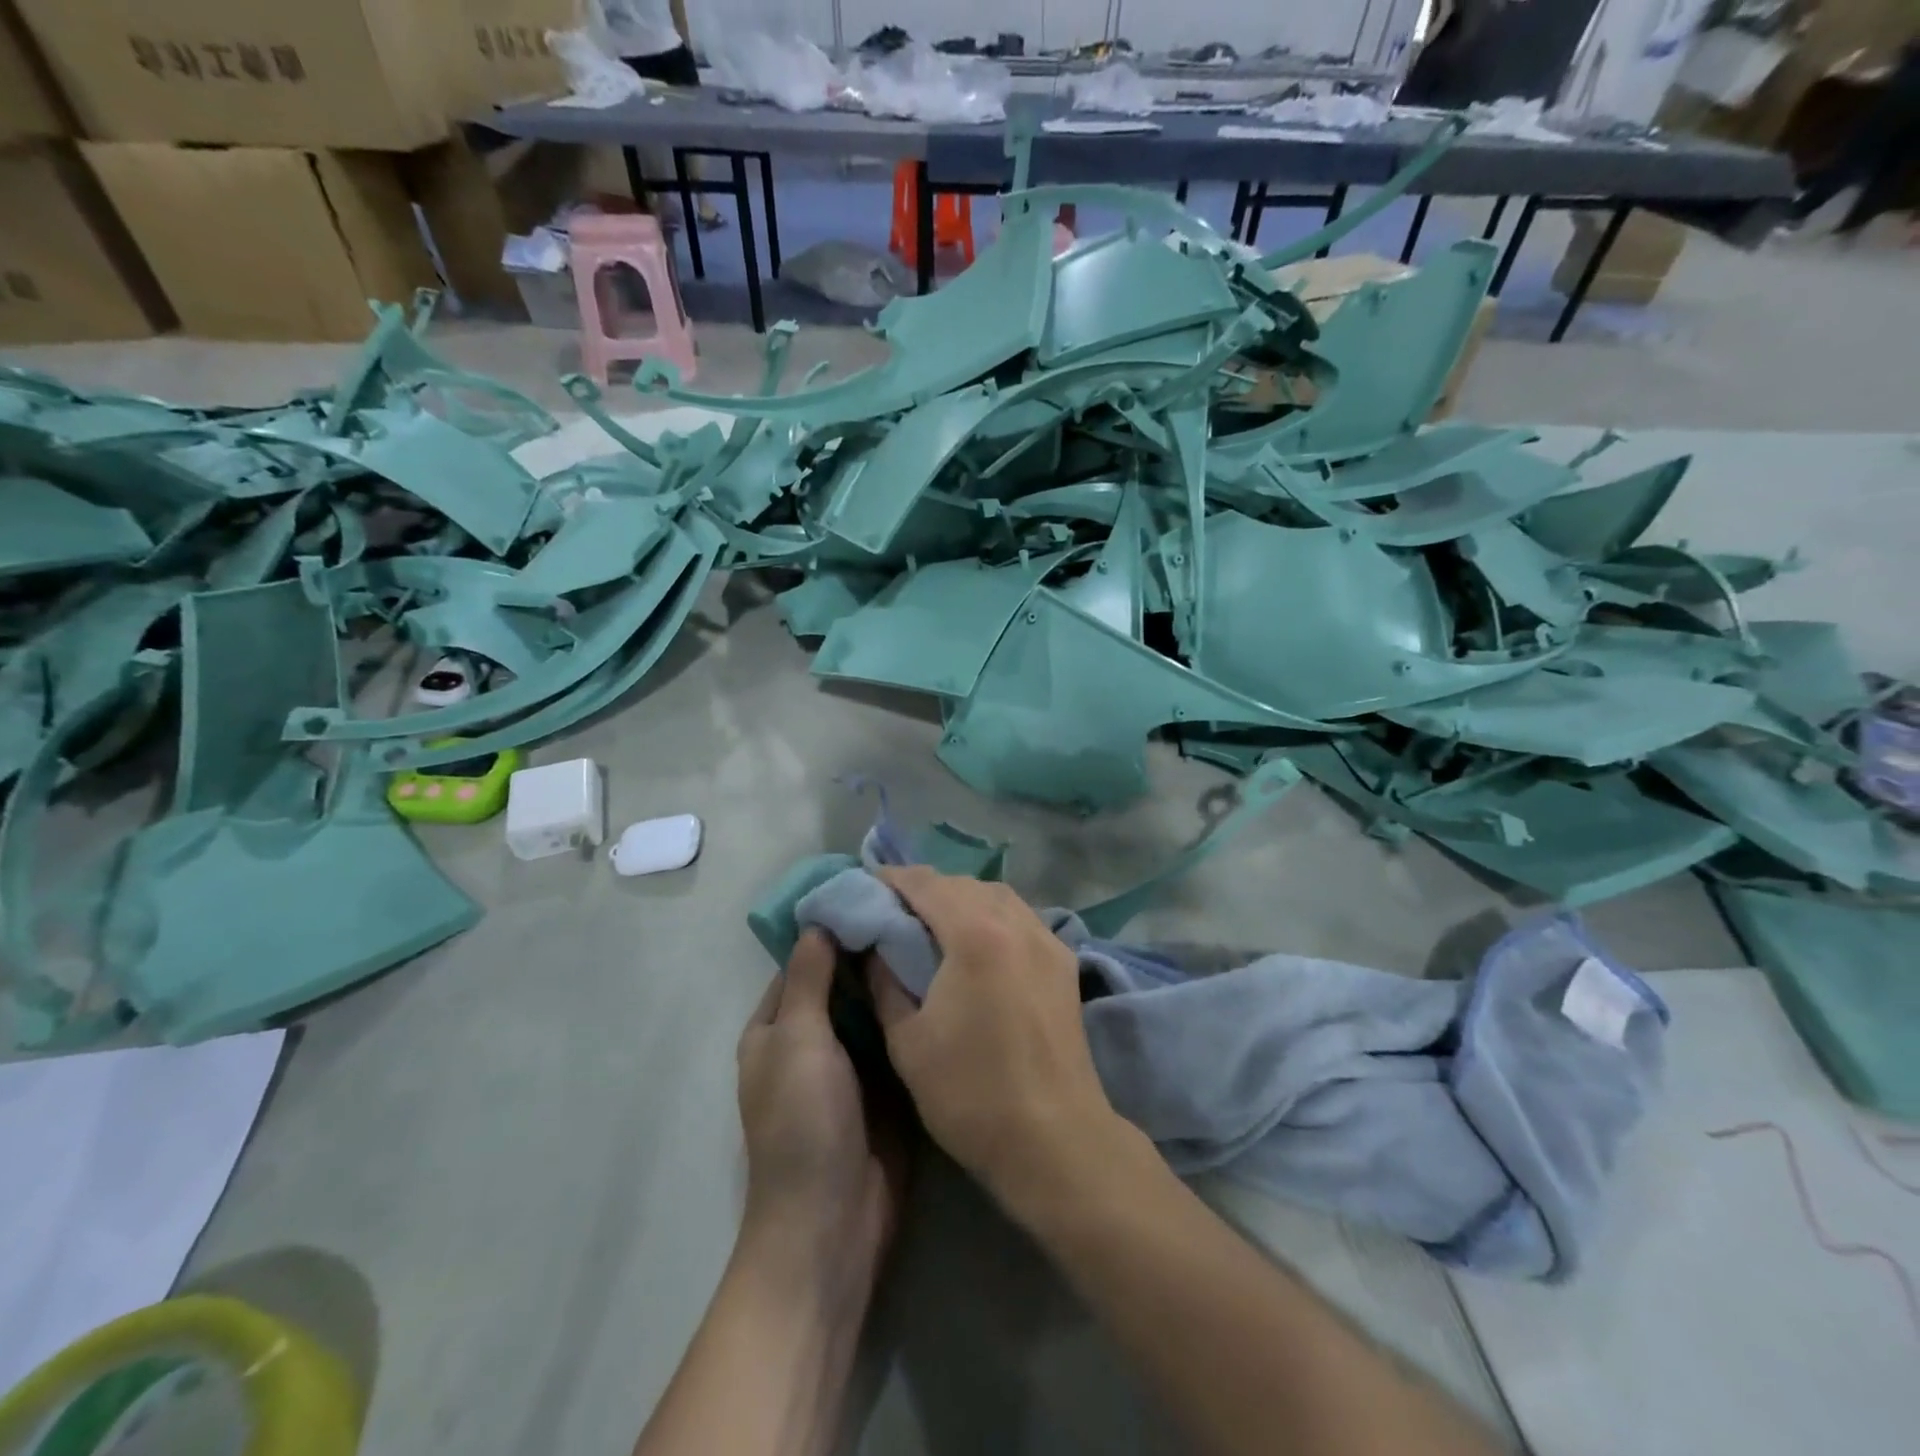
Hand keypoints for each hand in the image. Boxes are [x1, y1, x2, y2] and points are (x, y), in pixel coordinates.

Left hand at [737, 930, 903, 1300]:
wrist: (834, 1223)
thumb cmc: (803, 1123)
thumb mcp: (797, 1040)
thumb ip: (808, 979)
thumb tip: (818, 921)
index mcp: (775, 1029)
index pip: (803, 962)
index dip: (833, 929)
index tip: (875, 894)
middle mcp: (811, 1041)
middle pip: (842, 983)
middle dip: (872, 951)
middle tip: (919, 908)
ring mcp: (851, 1065)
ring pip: (874, 1008)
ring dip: (895, 980)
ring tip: (938, 932)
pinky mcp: (887, 1086)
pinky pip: (897, 1039)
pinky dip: (913, 1013)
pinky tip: (946, 980)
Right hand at [867, 867, 1125, 1211]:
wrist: (1054, 1139)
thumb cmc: (970, 1093)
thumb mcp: (907, 1040)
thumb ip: (885, 981)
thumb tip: (874, 947)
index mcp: (975, 934)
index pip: (925, 884)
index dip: (891, 879)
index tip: (865, 887)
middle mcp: (1016, 922)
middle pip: (962, 884)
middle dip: (925, 889)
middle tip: (893, 910)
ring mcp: (1047, 940)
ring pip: (996, 896)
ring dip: (961, 899)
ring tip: (933, 924)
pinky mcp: (1063, 962)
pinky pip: (1021, 918)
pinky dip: (992, 916)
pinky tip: (978, 943)